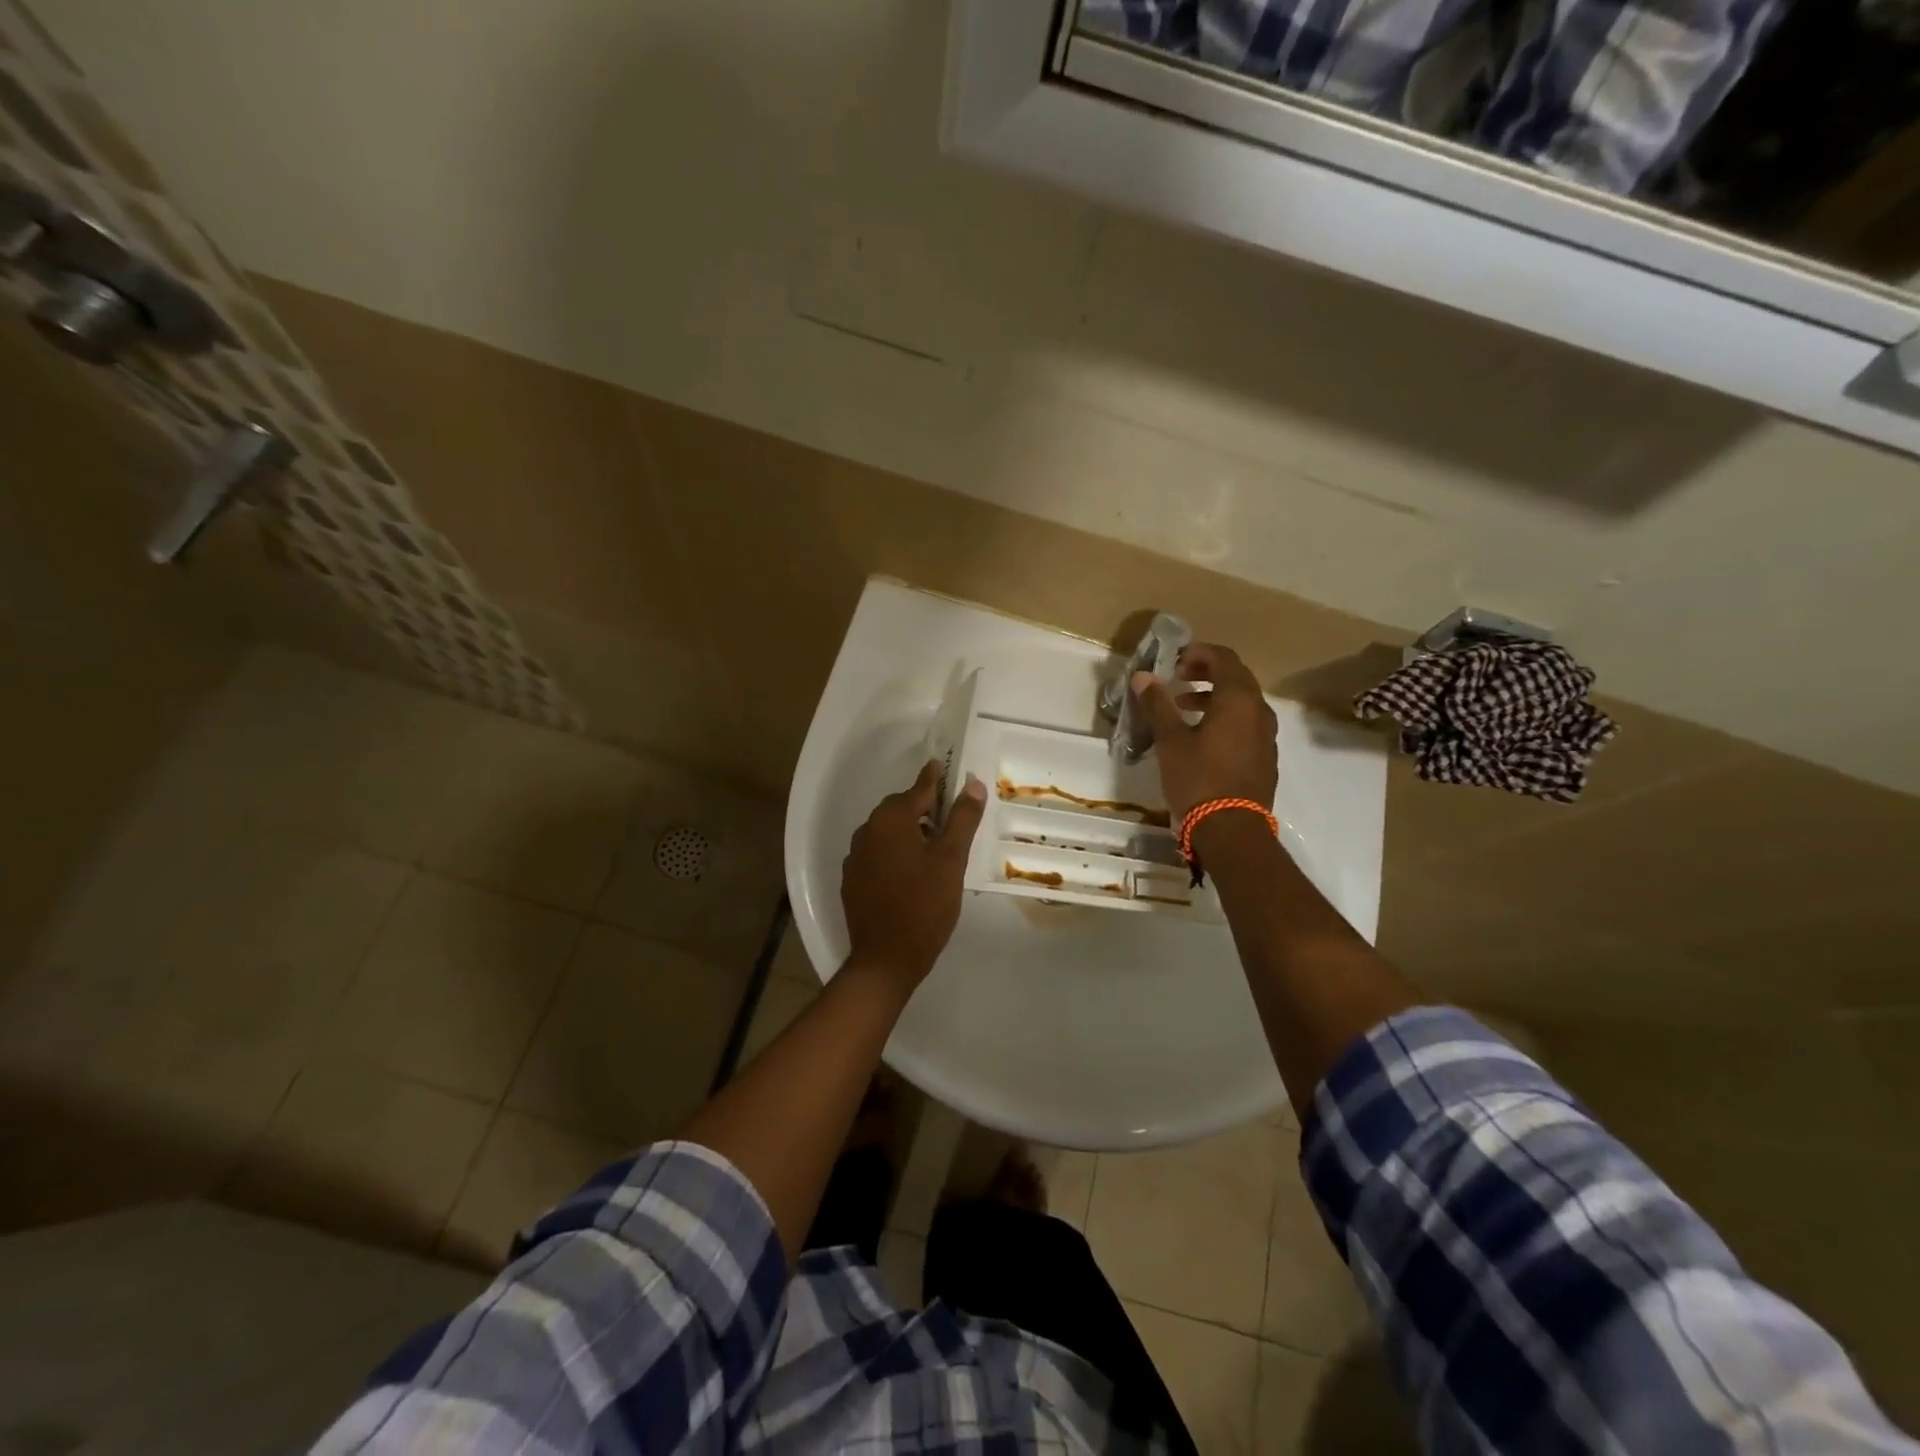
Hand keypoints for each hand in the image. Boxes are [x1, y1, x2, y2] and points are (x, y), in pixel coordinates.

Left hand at [840, 759, 986, 993]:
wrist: (885, 960)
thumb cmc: (925, 906)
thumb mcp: (951, 861)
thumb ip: (963, 819)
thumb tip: (973, 784)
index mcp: (891, 820)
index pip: (919, 789)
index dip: (935, 779)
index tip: (943, 767)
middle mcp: (867, 830)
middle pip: (900, 809)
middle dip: (924, 809)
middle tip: (950, 819)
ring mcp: (855, 856)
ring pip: (887, 832)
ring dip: (909, 832)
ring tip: (934, 850)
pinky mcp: (851, 879)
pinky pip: (877, 854)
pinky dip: (894, 853)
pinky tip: (910, 873)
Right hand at [1131, 642, 1277, 823]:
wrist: (1232, 830)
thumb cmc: (1199, 779)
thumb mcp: (1171, 740)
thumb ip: (1158, 704)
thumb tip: (1143, 676)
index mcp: (1238, 699)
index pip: (1223, 658)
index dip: (1198, 653)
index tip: (1174, 661)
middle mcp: (1259, 711)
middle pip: (1236, 677)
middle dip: (1206, 672)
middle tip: (1178, 678)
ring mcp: (1267, 735)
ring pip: (1242, 702)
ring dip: (1214, 696)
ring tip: (1183, 706)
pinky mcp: (1265, 757)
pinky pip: (1246, 723)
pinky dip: (1225, 717)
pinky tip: (1202, 736)